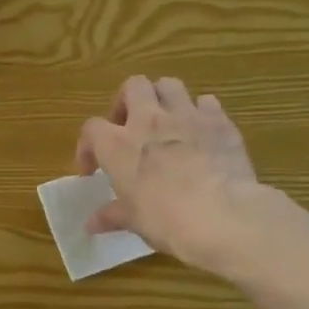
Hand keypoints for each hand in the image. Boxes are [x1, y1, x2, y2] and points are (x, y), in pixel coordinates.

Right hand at [76, 75, 273, 277]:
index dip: (88, 146)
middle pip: (133, 86)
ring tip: (165, 122)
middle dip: (128, 102)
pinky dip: (200, 112)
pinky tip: (201, 132)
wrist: (221, 215)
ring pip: (169, 85)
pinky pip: (207, 102)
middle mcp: (148, 120)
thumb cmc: (164, 219)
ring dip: (163, 99)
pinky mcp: (220, 121)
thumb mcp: (132, 220)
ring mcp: (187, 116)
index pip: (91, 128)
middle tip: (130, 127)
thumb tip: (92, 224)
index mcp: (118, 145)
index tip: (94, 170)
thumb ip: (111, 215)